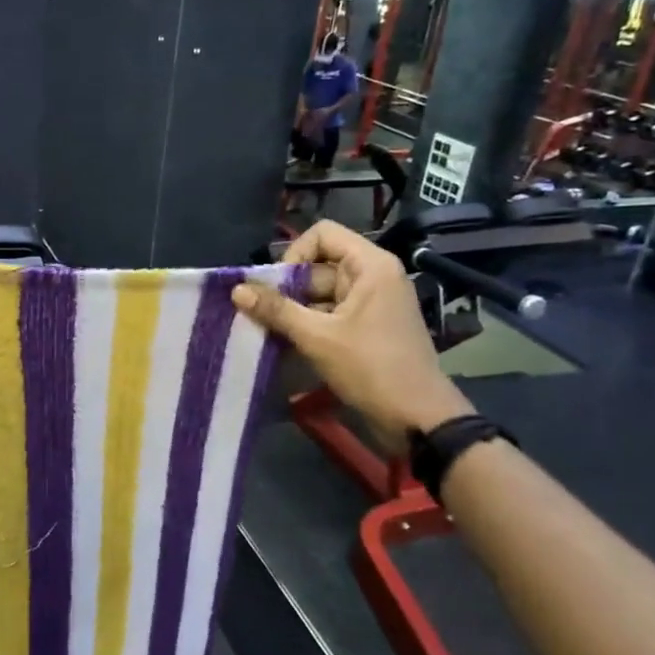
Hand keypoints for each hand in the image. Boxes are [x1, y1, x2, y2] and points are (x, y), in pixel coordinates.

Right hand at [231, 220, 472, 454]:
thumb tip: (236, 290)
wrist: (417, 418)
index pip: (322, 235)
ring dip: (294, 311)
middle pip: (319, 266)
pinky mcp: (368, 328)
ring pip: (321, 294)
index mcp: (370, 266)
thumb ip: (276, 310)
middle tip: (261, 315)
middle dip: (288, 289)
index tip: (277, 287)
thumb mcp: (318, 337)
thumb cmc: (371, 368)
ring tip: (269, 332)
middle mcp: (373, 277)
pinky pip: (330, 315)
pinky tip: (286, 345)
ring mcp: (372, 304)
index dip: (294, 255)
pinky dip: (308, 326)